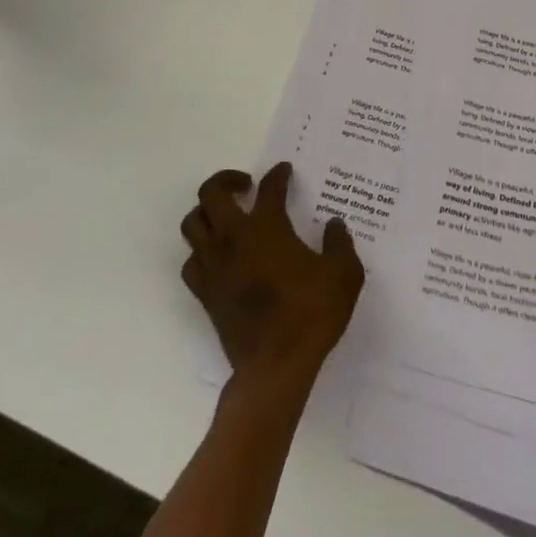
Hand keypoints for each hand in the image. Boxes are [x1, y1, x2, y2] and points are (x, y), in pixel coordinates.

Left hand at [180, 162, 363, 388]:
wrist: (275, 365)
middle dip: (226, 180)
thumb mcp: (344, 275)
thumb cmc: (311, 314)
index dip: (278, 175)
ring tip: (226, 216)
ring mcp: (214, 265)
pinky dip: (201, 251)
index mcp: (267, 227)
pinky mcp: (205, 292)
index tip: (285, 171)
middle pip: (211, 193)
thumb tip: (334, 224)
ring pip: (192, 223)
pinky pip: (191, 261)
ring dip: (207, 212)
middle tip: (246, 185)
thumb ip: (340, 244)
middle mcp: (233, 237)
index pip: (270, 187)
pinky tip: (218, 256)